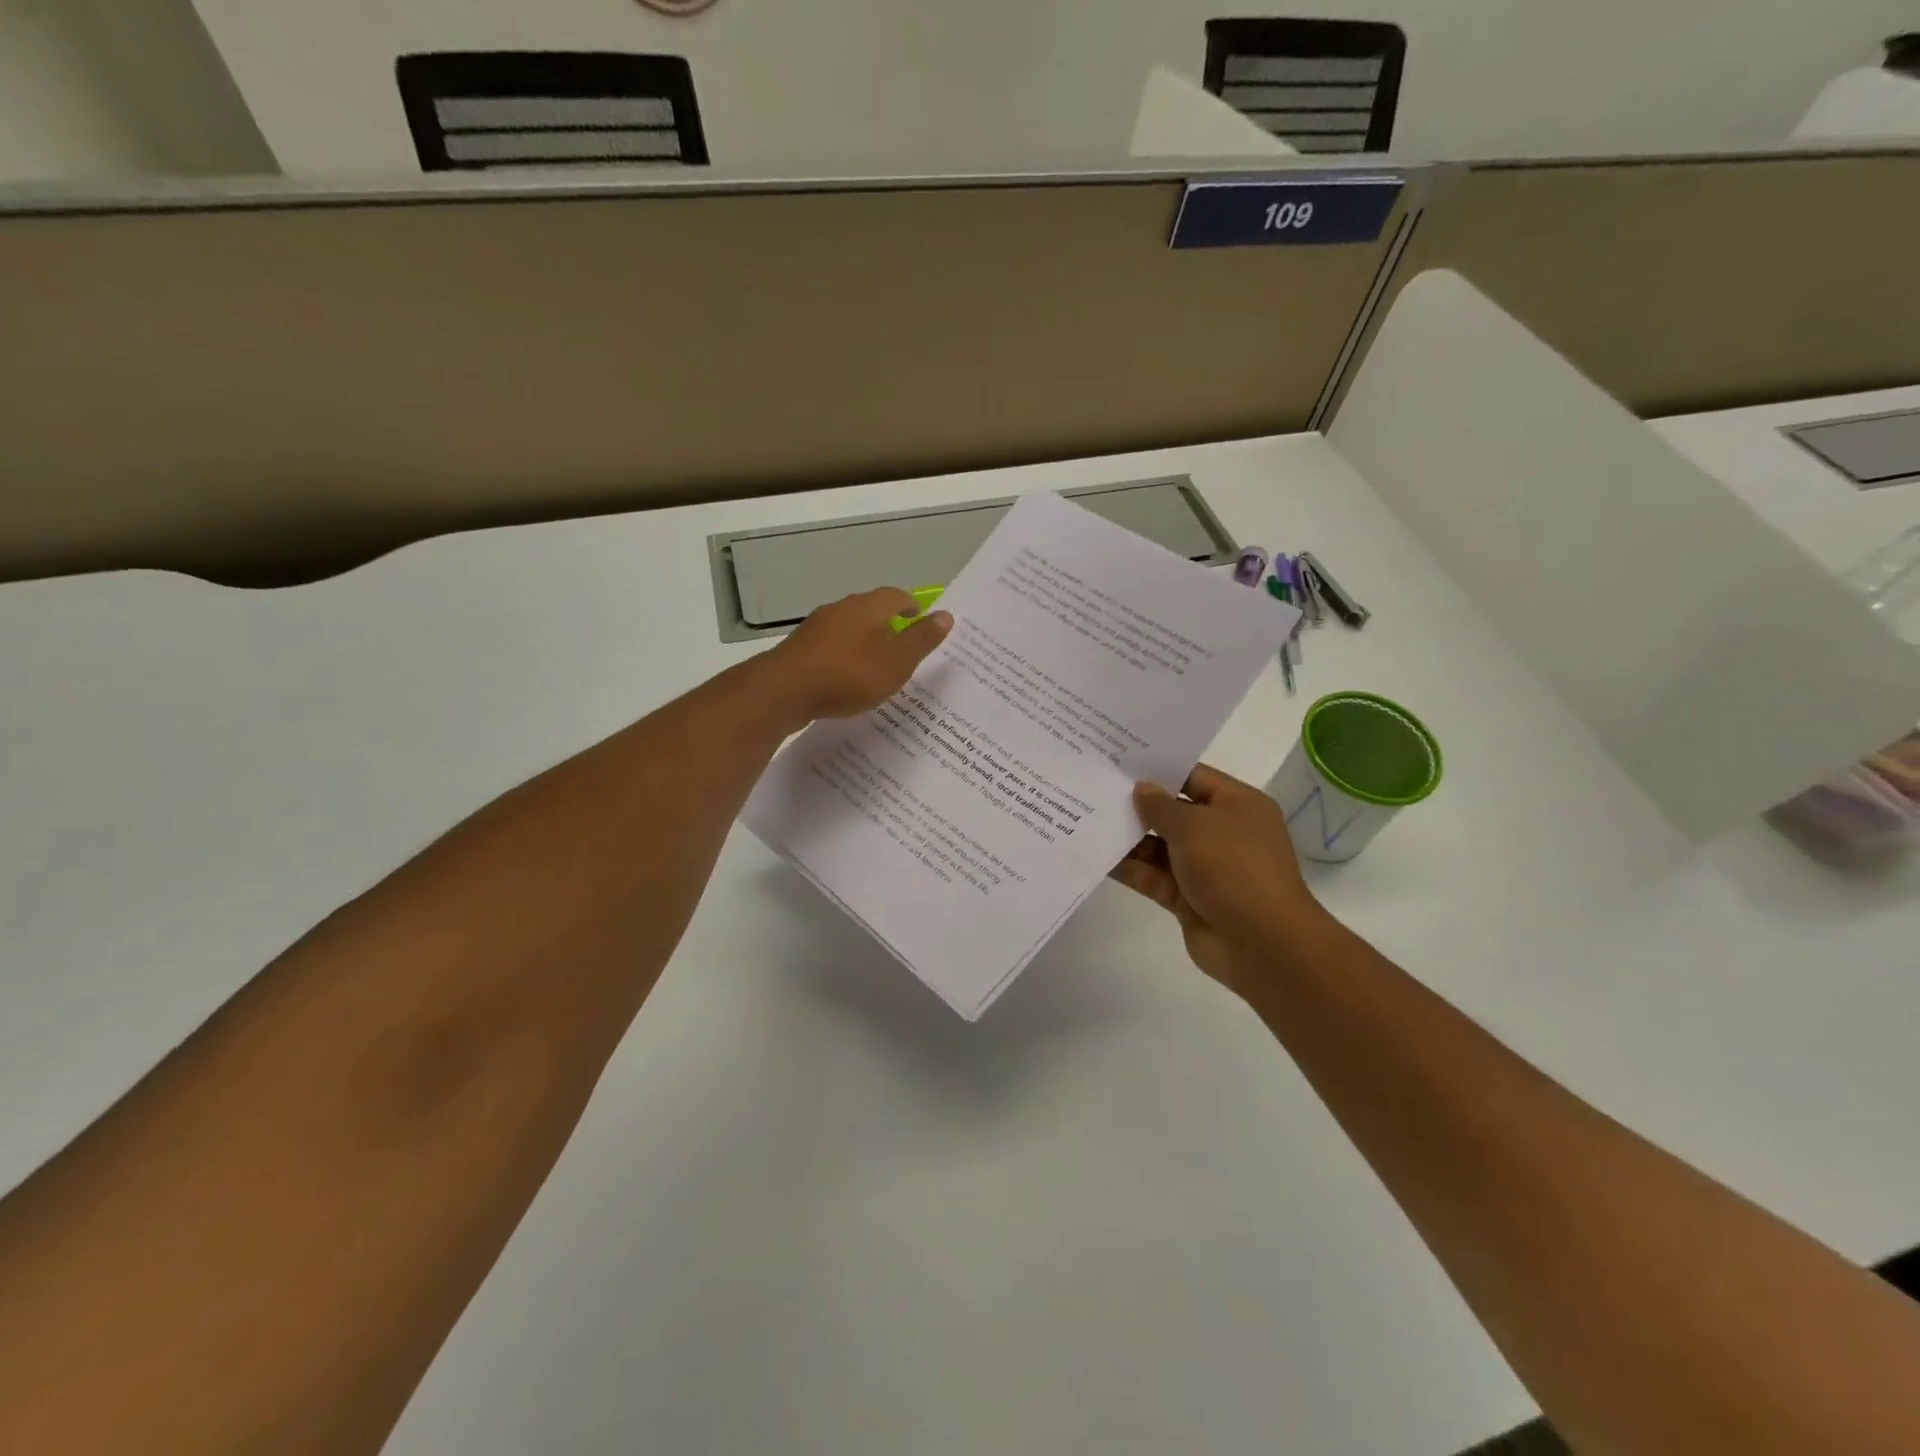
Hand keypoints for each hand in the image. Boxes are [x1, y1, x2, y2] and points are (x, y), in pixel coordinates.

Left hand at [765, 588, 952, 724]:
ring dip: (864, 641)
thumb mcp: (897, 661)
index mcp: (868, 607)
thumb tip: (946, 615)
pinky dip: (844, 657)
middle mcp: (841, 609)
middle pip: (870, 610)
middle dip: (888, 623)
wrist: (785, 690)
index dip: (912, 606)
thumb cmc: (850, 674)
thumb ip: (922, 639)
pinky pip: (830, 648)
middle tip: (903, 643)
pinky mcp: (800, 649)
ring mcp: (816, 628)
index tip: (921, 618)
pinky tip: (846, 677)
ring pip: (848, 628)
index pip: (896, 596)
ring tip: (876, 663)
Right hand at [1110, 764, 1332, 999]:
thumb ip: (1161, 807)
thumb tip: (1141, 789)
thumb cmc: (1233, 868)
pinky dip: (1130, 868)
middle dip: (1137, 804)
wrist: (1261, 944)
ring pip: (1160, 847)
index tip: (1119, 762)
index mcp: (1238, 805)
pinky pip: (1154, 876)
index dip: (1158, 769)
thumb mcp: (1194, 826)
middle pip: (1174, 812)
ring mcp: (1205, 867)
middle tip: (1094, 788)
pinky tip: (1097, 856)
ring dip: (1129, 837)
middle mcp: (1223, 832)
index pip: (1193, 777)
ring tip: (1087, 819)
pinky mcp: (1188, 898)